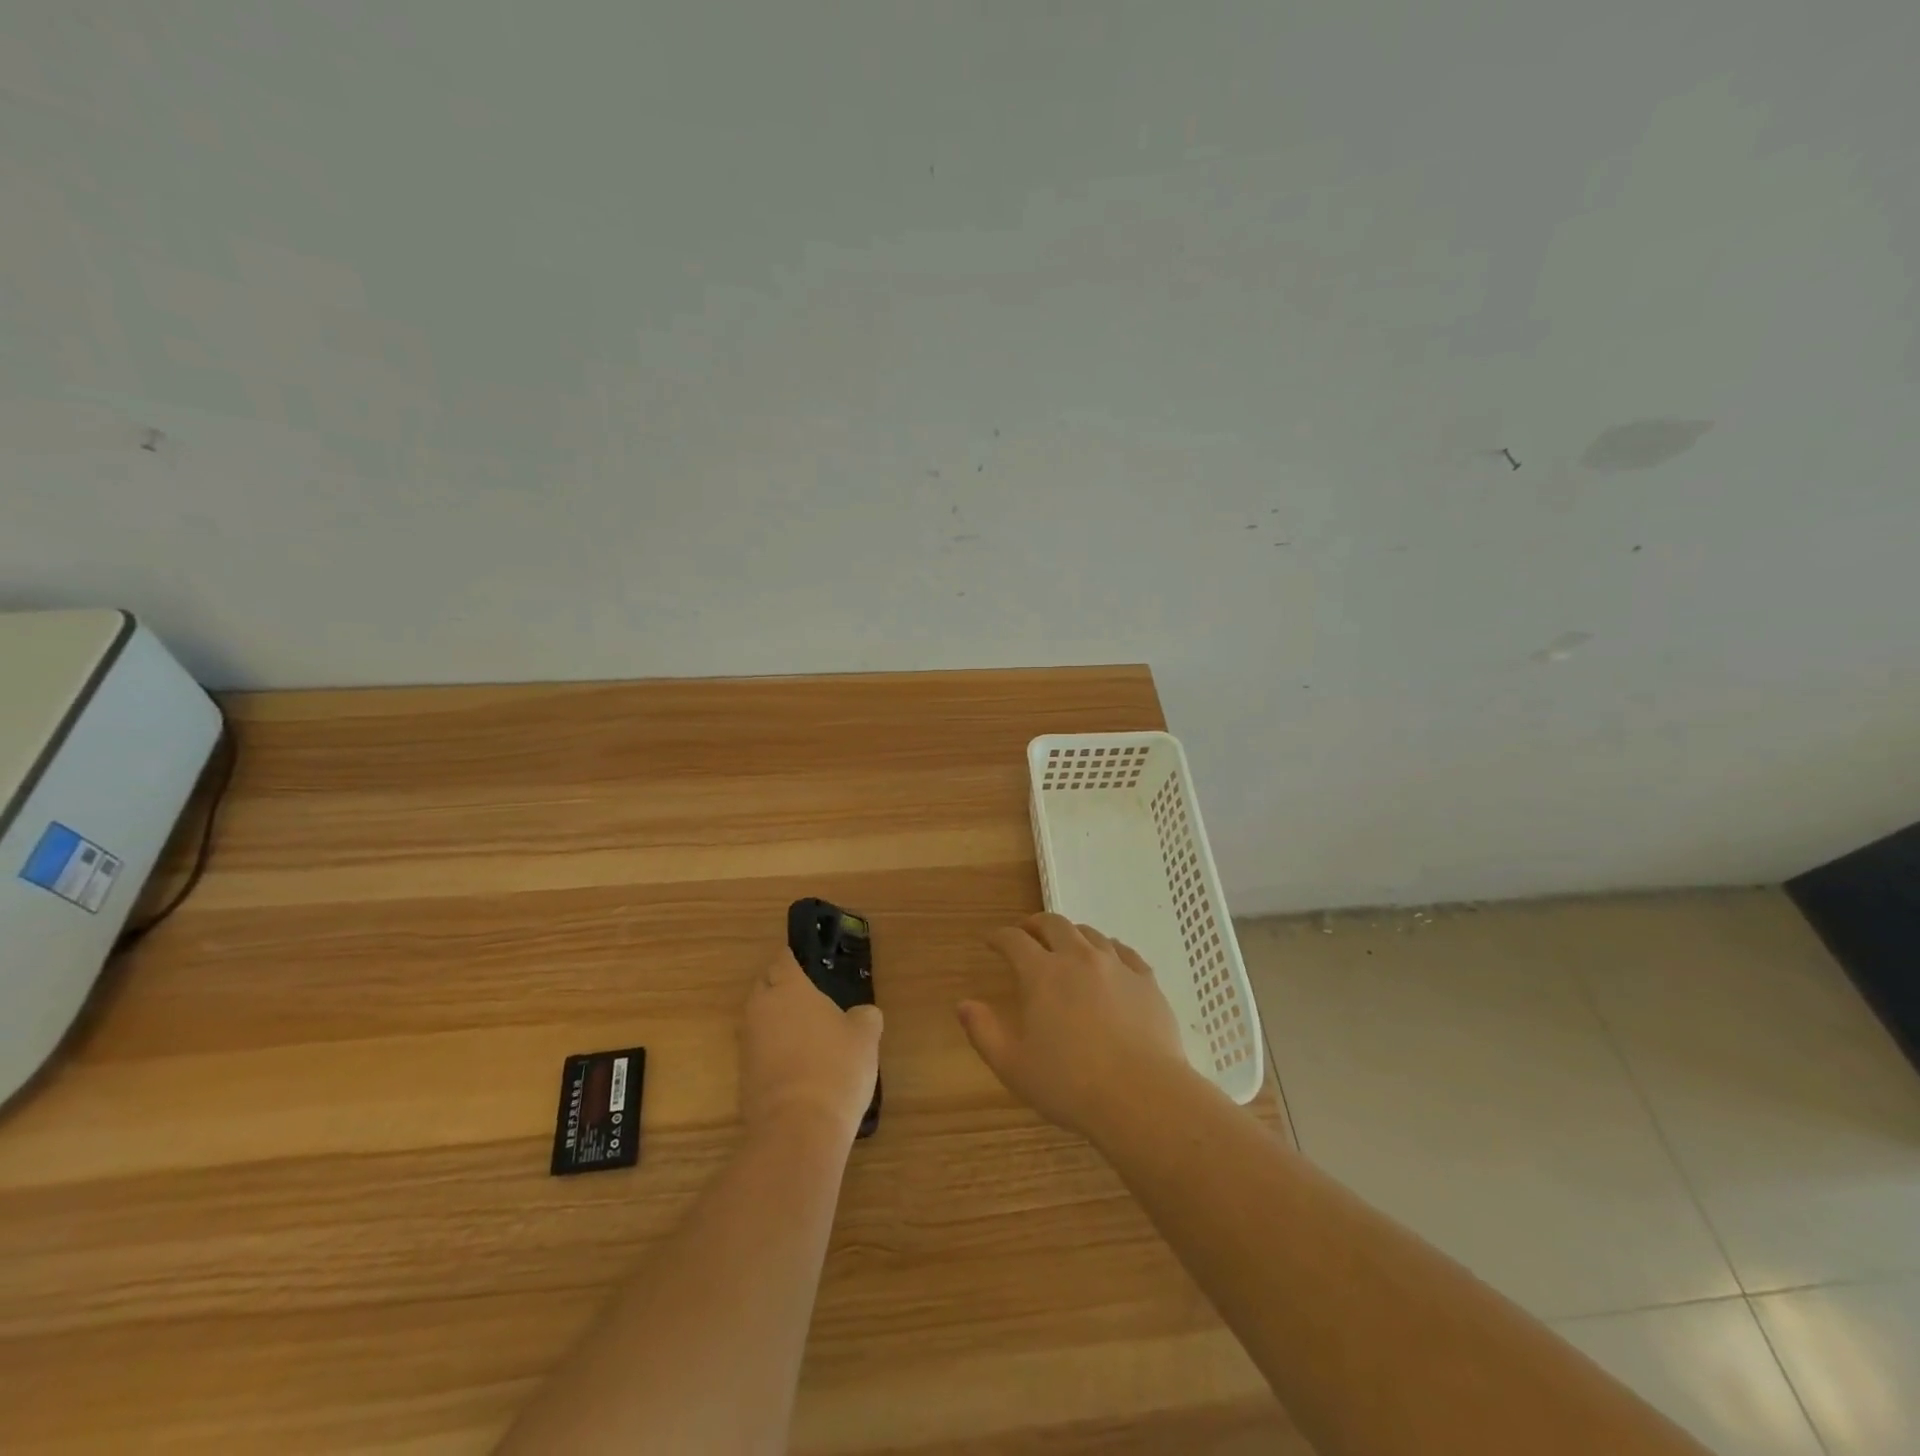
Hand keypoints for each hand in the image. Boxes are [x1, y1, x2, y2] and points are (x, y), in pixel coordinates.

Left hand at [741, 951, 882, 1143]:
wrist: (798, 1129)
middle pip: (764, 986)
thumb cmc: (835, 1068)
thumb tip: (862, 1015)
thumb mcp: (865, 1037)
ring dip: (775, 1020)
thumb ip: (864, 1017)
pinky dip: (772, 1050)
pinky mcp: (743, 1076)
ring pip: (758, 1019)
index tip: (805, 961)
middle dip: (779, 986)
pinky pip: (758, 1050)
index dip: (792, 958)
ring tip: (803, 1030)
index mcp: (788, 989)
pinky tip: (795, 1063)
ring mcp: (748, 1044)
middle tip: (805, 994)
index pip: (782, 960)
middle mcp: (761, 1010)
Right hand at [959, 913, 1191, 1139]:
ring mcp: (1116, 966)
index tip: (991, 941)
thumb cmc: (1069, 1084)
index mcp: (1042, 974)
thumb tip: (964, 1004)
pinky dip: (1109, 949)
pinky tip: (1109, 960)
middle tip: (1027, 933)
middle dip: (1035, 924)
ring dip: (1071, 934)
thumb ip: (983, 1031)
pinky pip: (1124, 951)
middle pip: (1054, 924)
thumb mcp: (1012, 1065)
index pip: (1013, 940)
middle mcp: (1078, 958)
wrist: (1141, 1096)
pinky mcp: (1146, 980)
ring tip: (1066, 945)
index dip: (999, 937)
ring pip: (1089, 934)